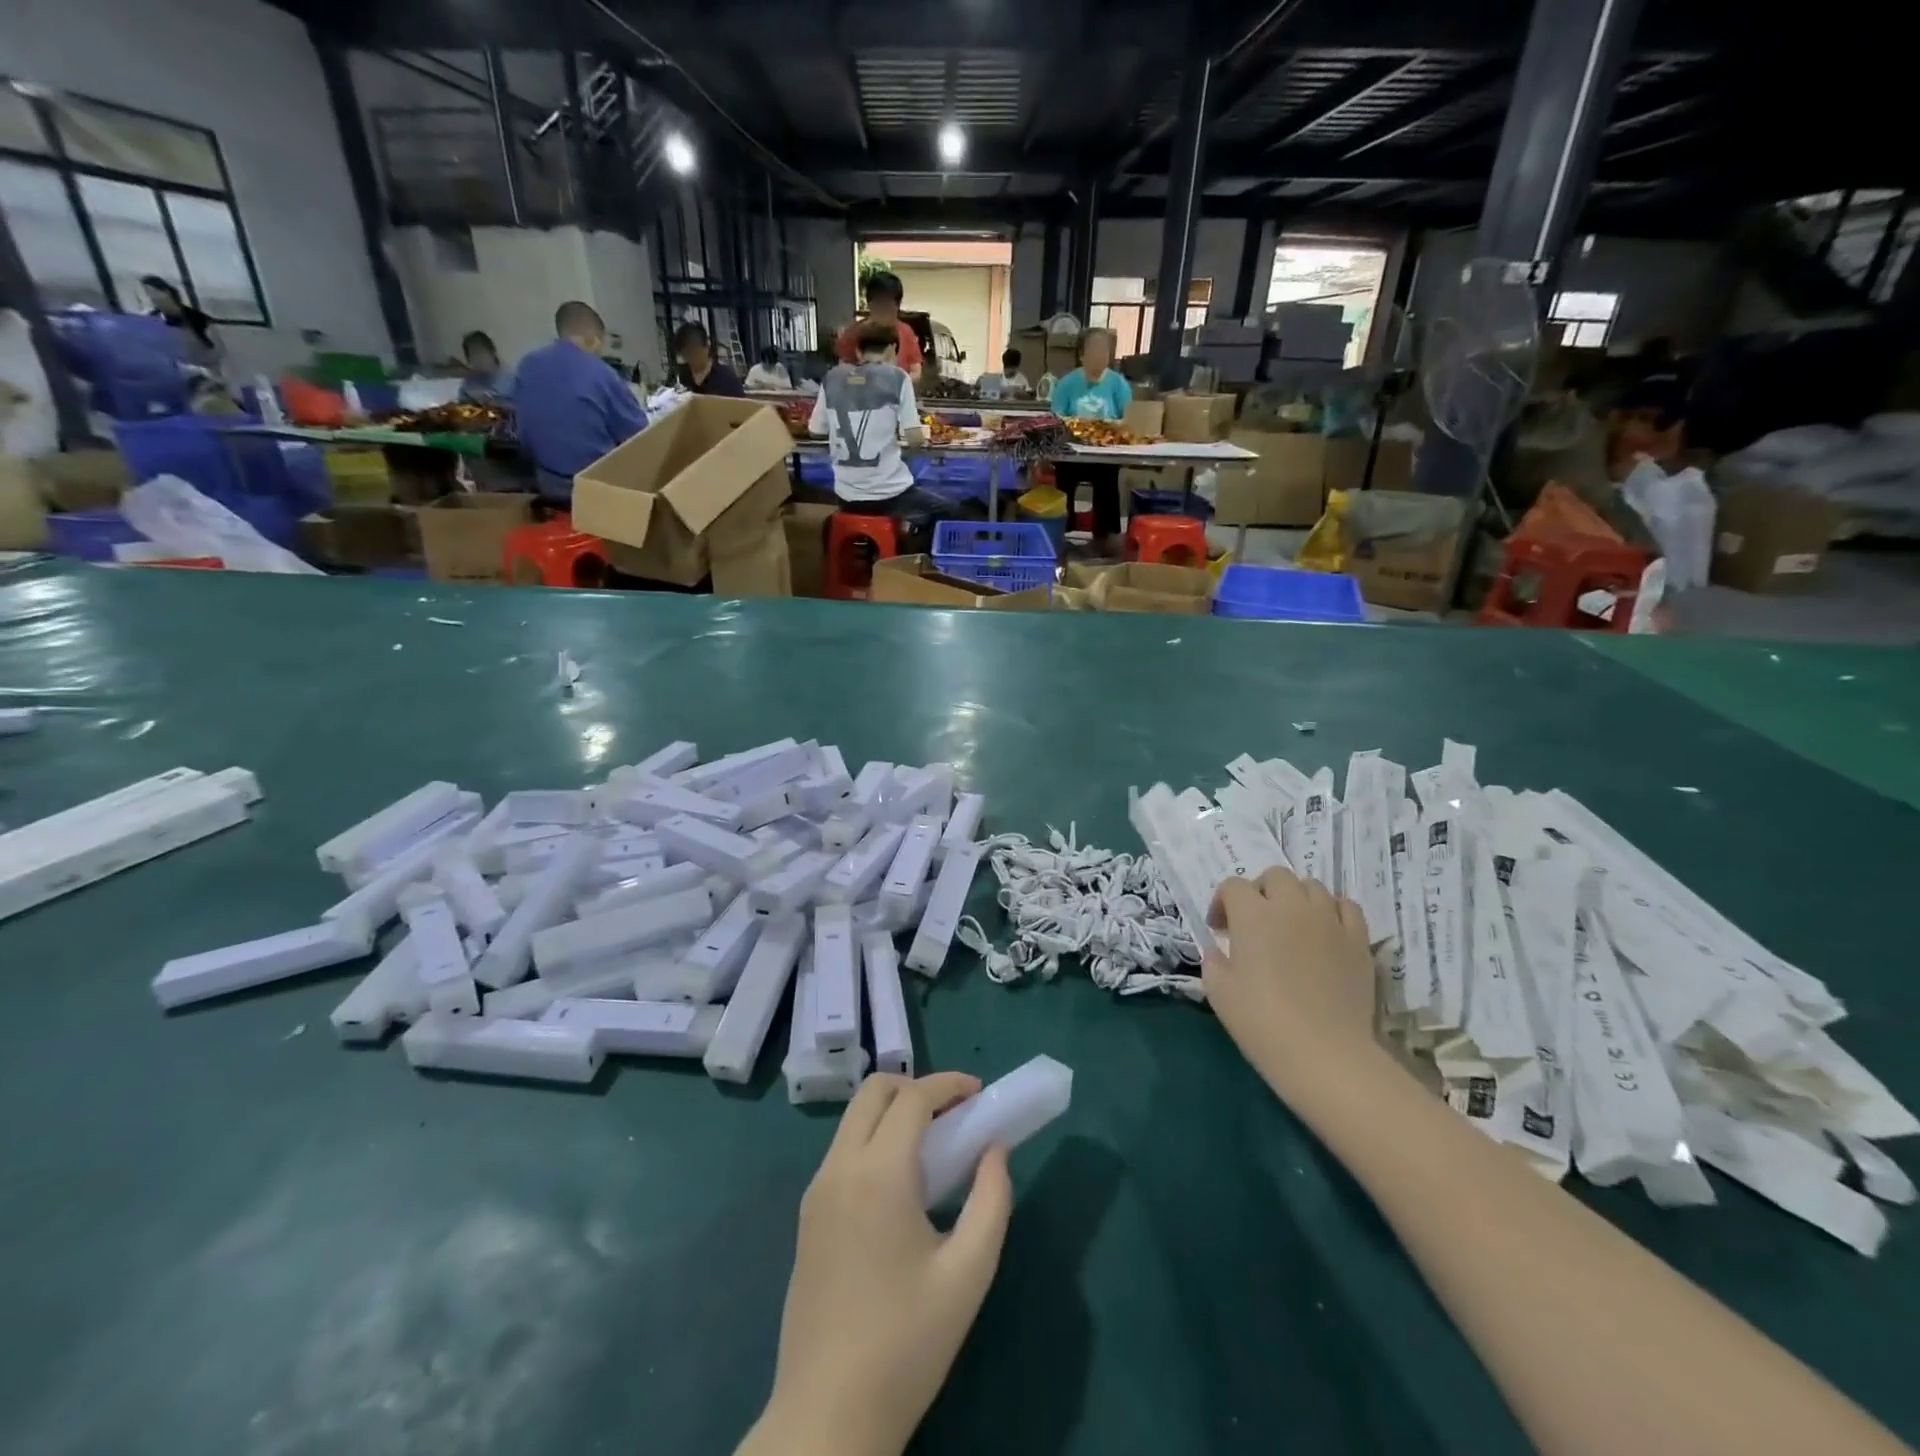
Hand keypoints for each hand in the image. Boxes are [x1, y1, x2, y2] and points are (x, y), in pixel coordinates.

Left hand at [745, 1073, 1012, 1455]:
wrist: (827, 1415)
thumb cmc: (907, 1343)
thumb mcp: (968, 1273)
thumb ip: (991, 1199)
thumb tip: (995, 1149)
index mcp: (878, 1174)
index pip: (912, 1097)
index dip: (948, 1084)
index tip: (980, 1093)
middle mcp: (839, 1168)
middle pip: (874, 1091)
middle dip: (917, 1086)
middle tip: (955, 1114)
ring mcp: (816, 1190)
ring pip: (854, 1118)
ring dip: (894, 1112)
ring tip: (935, 1146)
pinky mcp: (807, 1215)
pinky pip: (844, 1150)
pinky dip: (875, 1139)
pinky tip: (902, 1182)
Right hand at [1203, 866, 1388, 1106]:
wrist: (1324, 1054)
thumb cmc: (1262, 1022)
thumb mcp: (1219, 992)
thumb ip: (1214, 961)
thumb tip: (1220, 951)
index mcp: (1253, 914)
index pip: (1233, 886)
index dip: (1222, 903)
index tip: (1220, 930)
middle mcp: (1291, 906)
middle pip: (1276, 876)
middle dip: (1260, 891)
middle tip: (1255, 922)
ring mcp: (1329, 921)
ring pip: (1312, 886)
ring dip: (1296, 898)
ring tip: (1291, 925)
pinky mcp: (1358, 941)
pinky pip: (1347, 907)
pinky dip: (1332, 910)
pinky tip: (1325, 931)